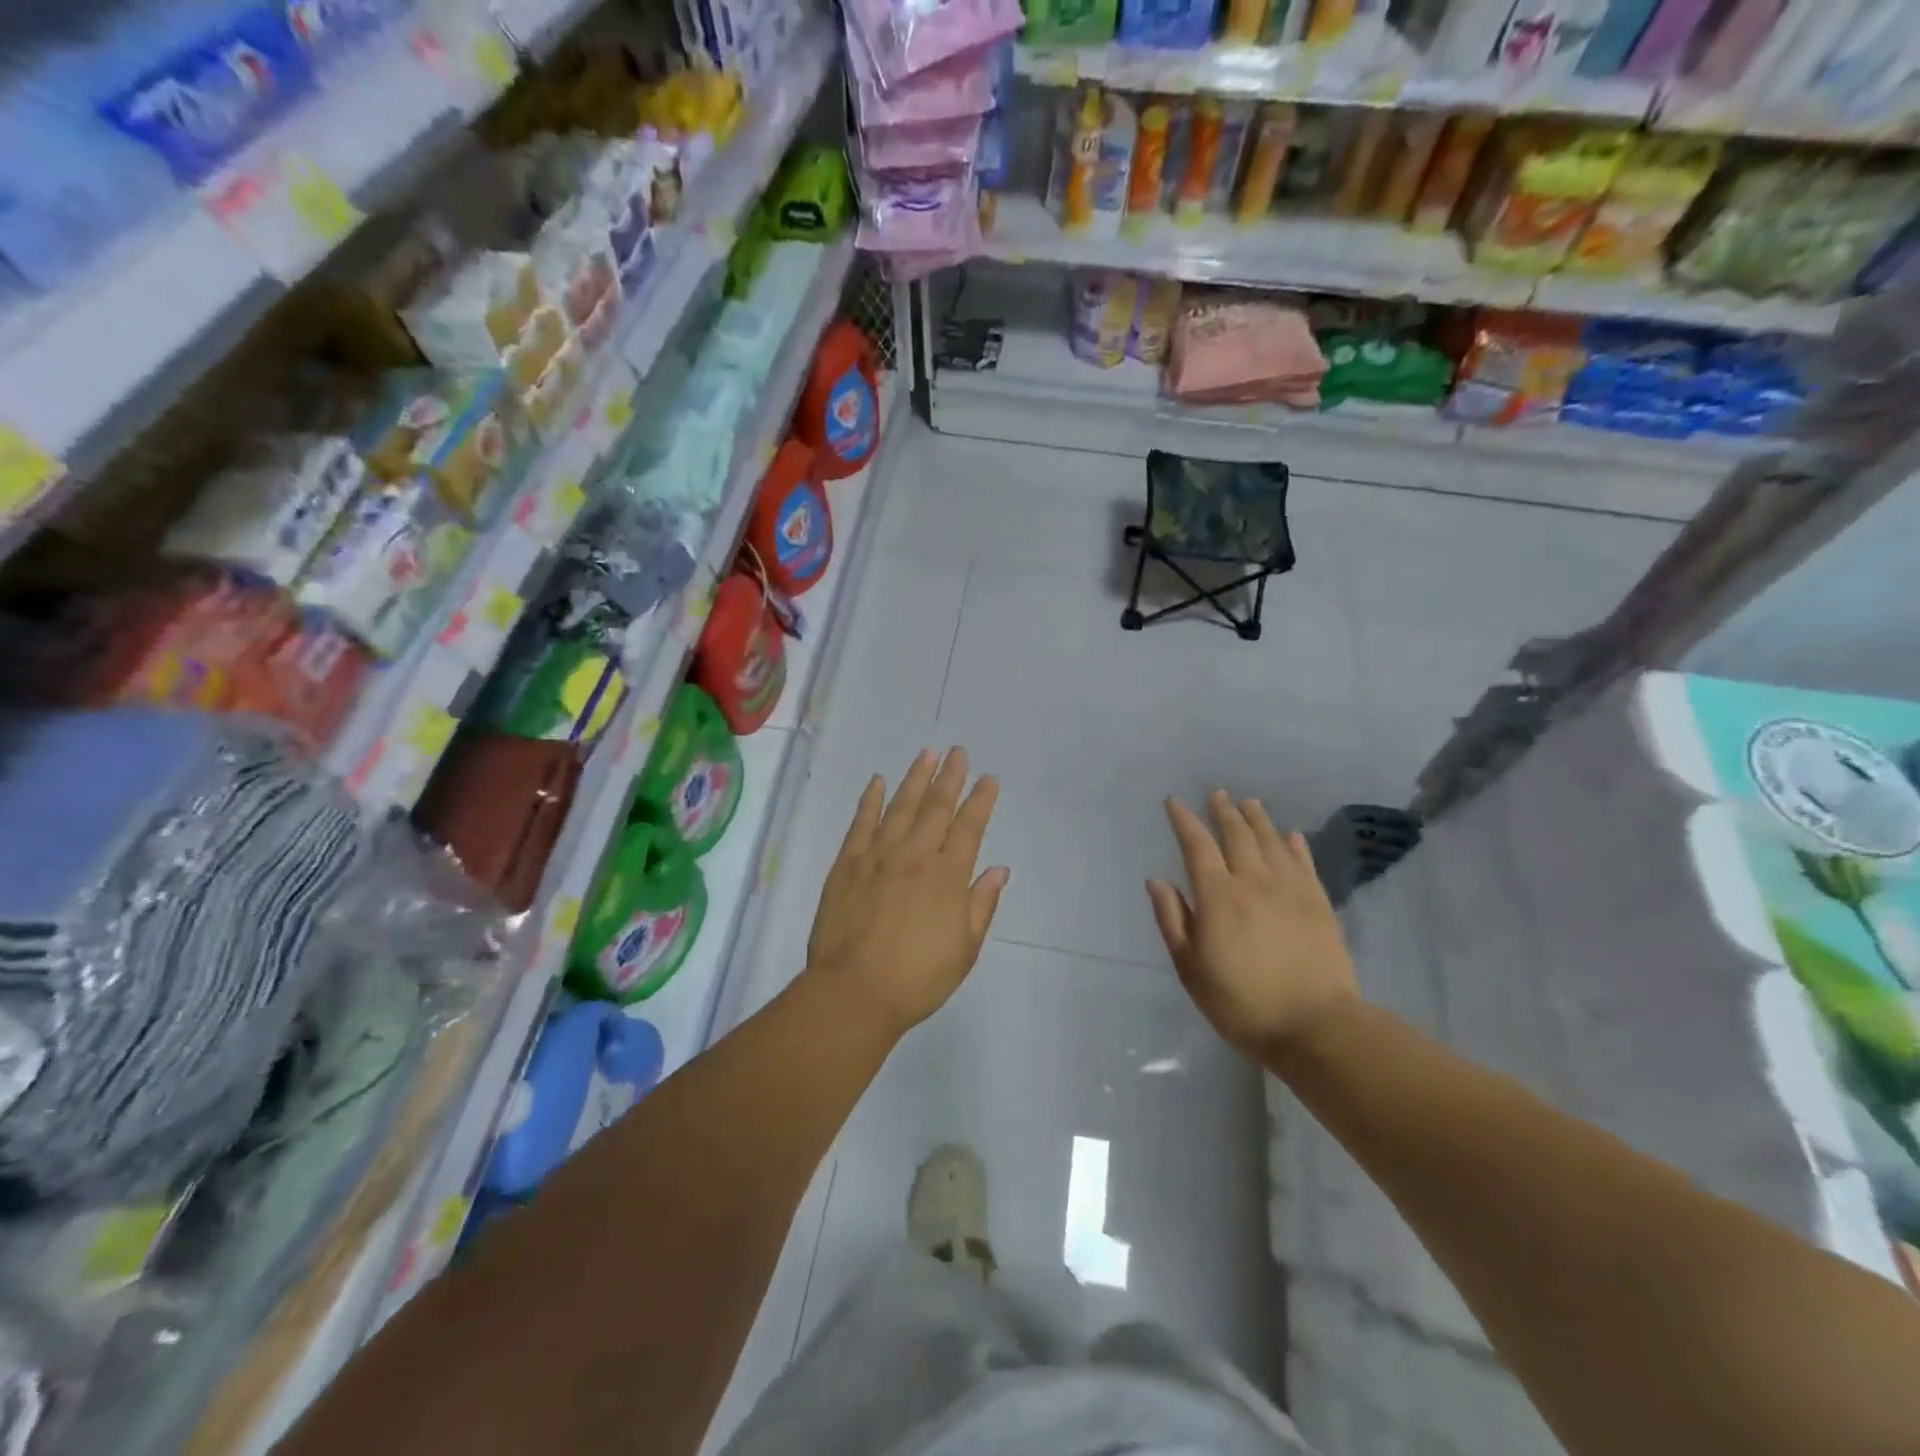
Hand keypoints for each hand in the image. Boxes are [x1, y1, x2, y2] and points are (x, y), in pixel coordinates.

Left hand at [806, 748, 1008, 1035]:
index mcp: (947, 877)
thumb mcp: (965, 950)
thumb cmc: (917, 978)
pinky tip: (877, 781)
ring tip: (926, 753)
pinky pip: (861, 823)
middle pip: (936, 807)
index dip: (980, 800)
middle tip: (958, 752)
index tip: (988, 779)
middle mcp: (915, 856)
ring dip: (915, 778)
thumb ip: (981, 904)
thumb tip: (998, 870)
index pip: (969, 828)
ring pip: (900, 806)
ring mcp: (878, 856)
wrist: (853, 992)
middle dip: (950, 777)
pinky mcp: (847, 864)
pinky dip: (870, 800)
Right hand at [1147, 791, 1358, 1055]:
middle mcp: (1254, 881)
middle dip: (1223, 811)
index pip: (1197, 845)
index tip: (1174, 802)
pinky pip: (1304, 862)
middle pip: (1237, 835)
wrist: (1314, 1025)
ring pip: (1272, 841)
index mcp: (1218, 896)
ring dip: (1257, 819)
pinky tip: (1291, 836)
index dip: (1184, 820)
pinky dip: (1295, 844)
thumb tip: (1157, 881)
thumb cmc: (1241, 1002)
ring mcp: (1291, 890)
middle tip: (1217, 794)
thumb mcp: (1190, 968)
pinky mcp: (1318, 903)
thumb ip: (1172, 920)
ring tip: (1249, 803)